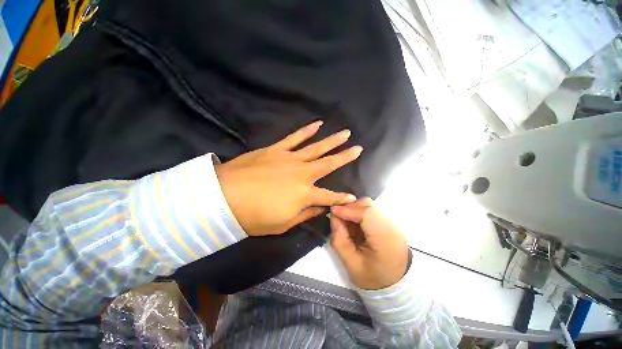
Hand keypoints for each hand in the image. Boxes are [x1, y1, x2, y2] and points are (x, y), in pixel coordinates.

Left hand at [215, 121, 362, 235]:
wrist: (223, 197)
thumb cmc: (253, 217)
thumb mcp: (282, 224)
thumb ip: (304, 215)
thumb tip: (319, 209)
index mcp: (304, 195)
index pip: (329, 197)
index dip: (342, 198)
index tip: (353, 197)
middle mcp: (302, 174)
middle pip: (328, 164)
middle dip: (345, 157)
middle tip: (358, 148)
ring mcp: (290, 159)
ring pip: (316, 147)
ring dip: (332, 141)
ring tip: (345, 133)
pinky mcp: (276, 149)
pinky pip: (295, 138)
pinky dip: (307, 130)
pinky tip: (317, 124)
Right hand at [330, 198, 408, 289]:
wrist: (397, 284)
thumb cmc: (373, 278)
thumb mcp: (351, 265)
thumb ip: (339, 239)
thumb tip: (333, 216)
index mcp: (385, 240)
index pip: (366, 213)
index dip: (348, 209)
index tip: (332, 211)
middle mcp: (392, 226)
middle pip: (368, 205)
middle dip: (349, 207)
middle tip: (338, 216)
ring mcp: (393, 222)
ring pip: (369, 205)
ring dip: (354, 209)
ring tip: (346, 221)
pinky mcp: (390, 221)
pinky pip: (371, 210)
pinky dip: (359, 212)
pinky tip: (355, 223)